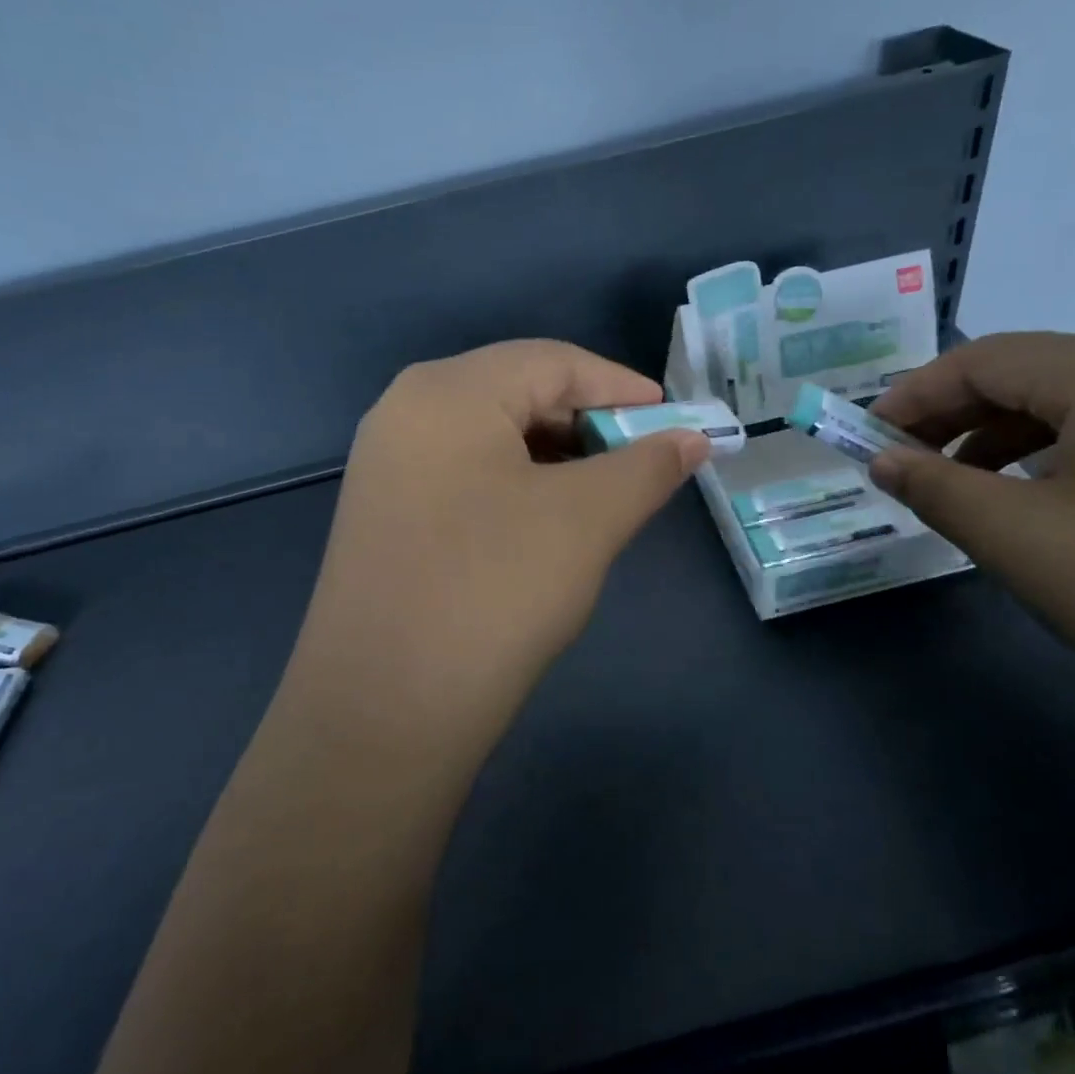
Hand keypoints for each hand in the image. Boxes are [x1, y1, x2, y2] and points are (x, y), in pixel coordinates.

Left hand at [293, 340, 707, 732]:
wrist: (383, 711)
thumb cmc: (494, 590)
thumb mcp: (587, 519)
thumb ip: (647, 467)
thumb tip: (693, 438)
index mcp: (448, 390)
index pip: (552, 362)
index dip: (621, 387)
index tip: (675, 422)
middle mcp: (406, 411)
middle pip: (517, 393)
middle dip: (588, 424)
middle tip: (641, 464)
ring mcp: (386, 465)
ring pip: (490, 438)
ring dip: (555, 458)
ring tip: (602, 495)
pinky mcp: (382, 515)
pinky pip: (463, 476)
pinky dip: (515, 486)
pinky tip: (543, 524)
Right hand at [867, 334, 1074, 733]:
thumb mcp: (1017, 538)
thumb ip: (935, 487)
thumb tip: (883, 460)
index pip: (985, 358)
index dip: (915, 394)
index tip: (867, 436)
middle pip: (1031, 372)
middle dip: (955, 415)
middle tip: (904, 461)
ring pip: (1074, 402)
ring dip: (1001, 435)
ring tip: (960, 485)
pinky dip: (1056, 452)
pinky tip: (1035, 497)